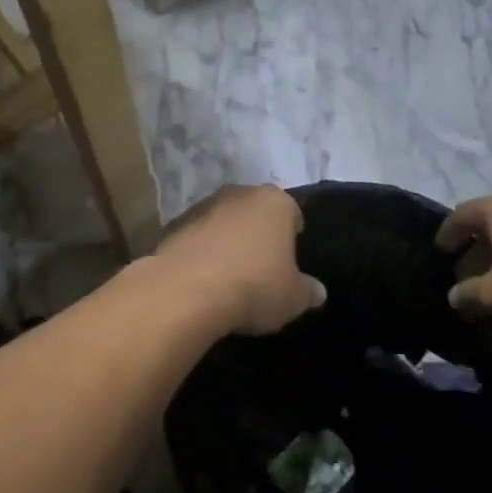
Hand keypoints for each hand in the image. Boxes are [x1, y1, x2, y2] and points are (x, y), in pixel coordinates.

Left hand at [155, 185, 327, 335]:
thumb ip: (308, 291)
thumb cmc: (254, 286)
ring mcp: (203, 205)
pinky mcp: (174, 224)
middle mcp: (239, 194)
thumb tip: (318, 291)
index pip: (292, 212)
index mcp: (275, 202)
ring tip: (228, 275)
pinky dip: (200, 251)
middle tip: (261, 266)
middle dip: (258, 233)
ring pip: (223, 221)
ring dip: (226, 239)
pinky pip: (196, 237)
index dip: (292, 235)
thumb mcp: (293, 298)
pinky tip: (201, 278)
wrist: (187, 290)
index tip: (288, 260)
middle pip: (255, 211)